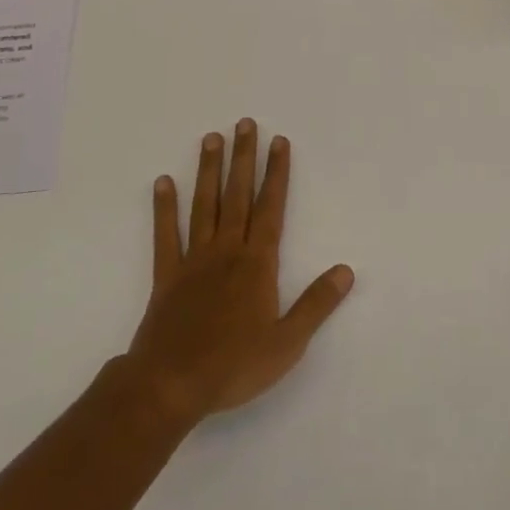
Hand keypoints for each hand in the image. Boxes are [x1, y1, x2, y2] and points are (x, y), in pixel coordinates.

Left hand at [126, 120, 353, 423]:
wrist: (170, 386)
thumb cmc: (233, 366)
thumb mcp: (287, 343)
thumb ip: (316, 304)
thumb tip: (347, 270)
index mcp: (257, 264)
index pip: (271, 207)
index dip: (277, 173)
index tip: (279, 142)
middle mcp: (227, 251)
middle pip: (238, 195)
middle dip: (244, 158)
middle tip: (245, 123)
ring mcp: (193, 260)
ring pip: (204, 206)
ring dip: (209, 171)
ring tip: (211, 138)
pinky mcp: (166, 276)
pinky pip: (165, 235)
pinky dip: (163, 208)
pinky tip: (162, 182)